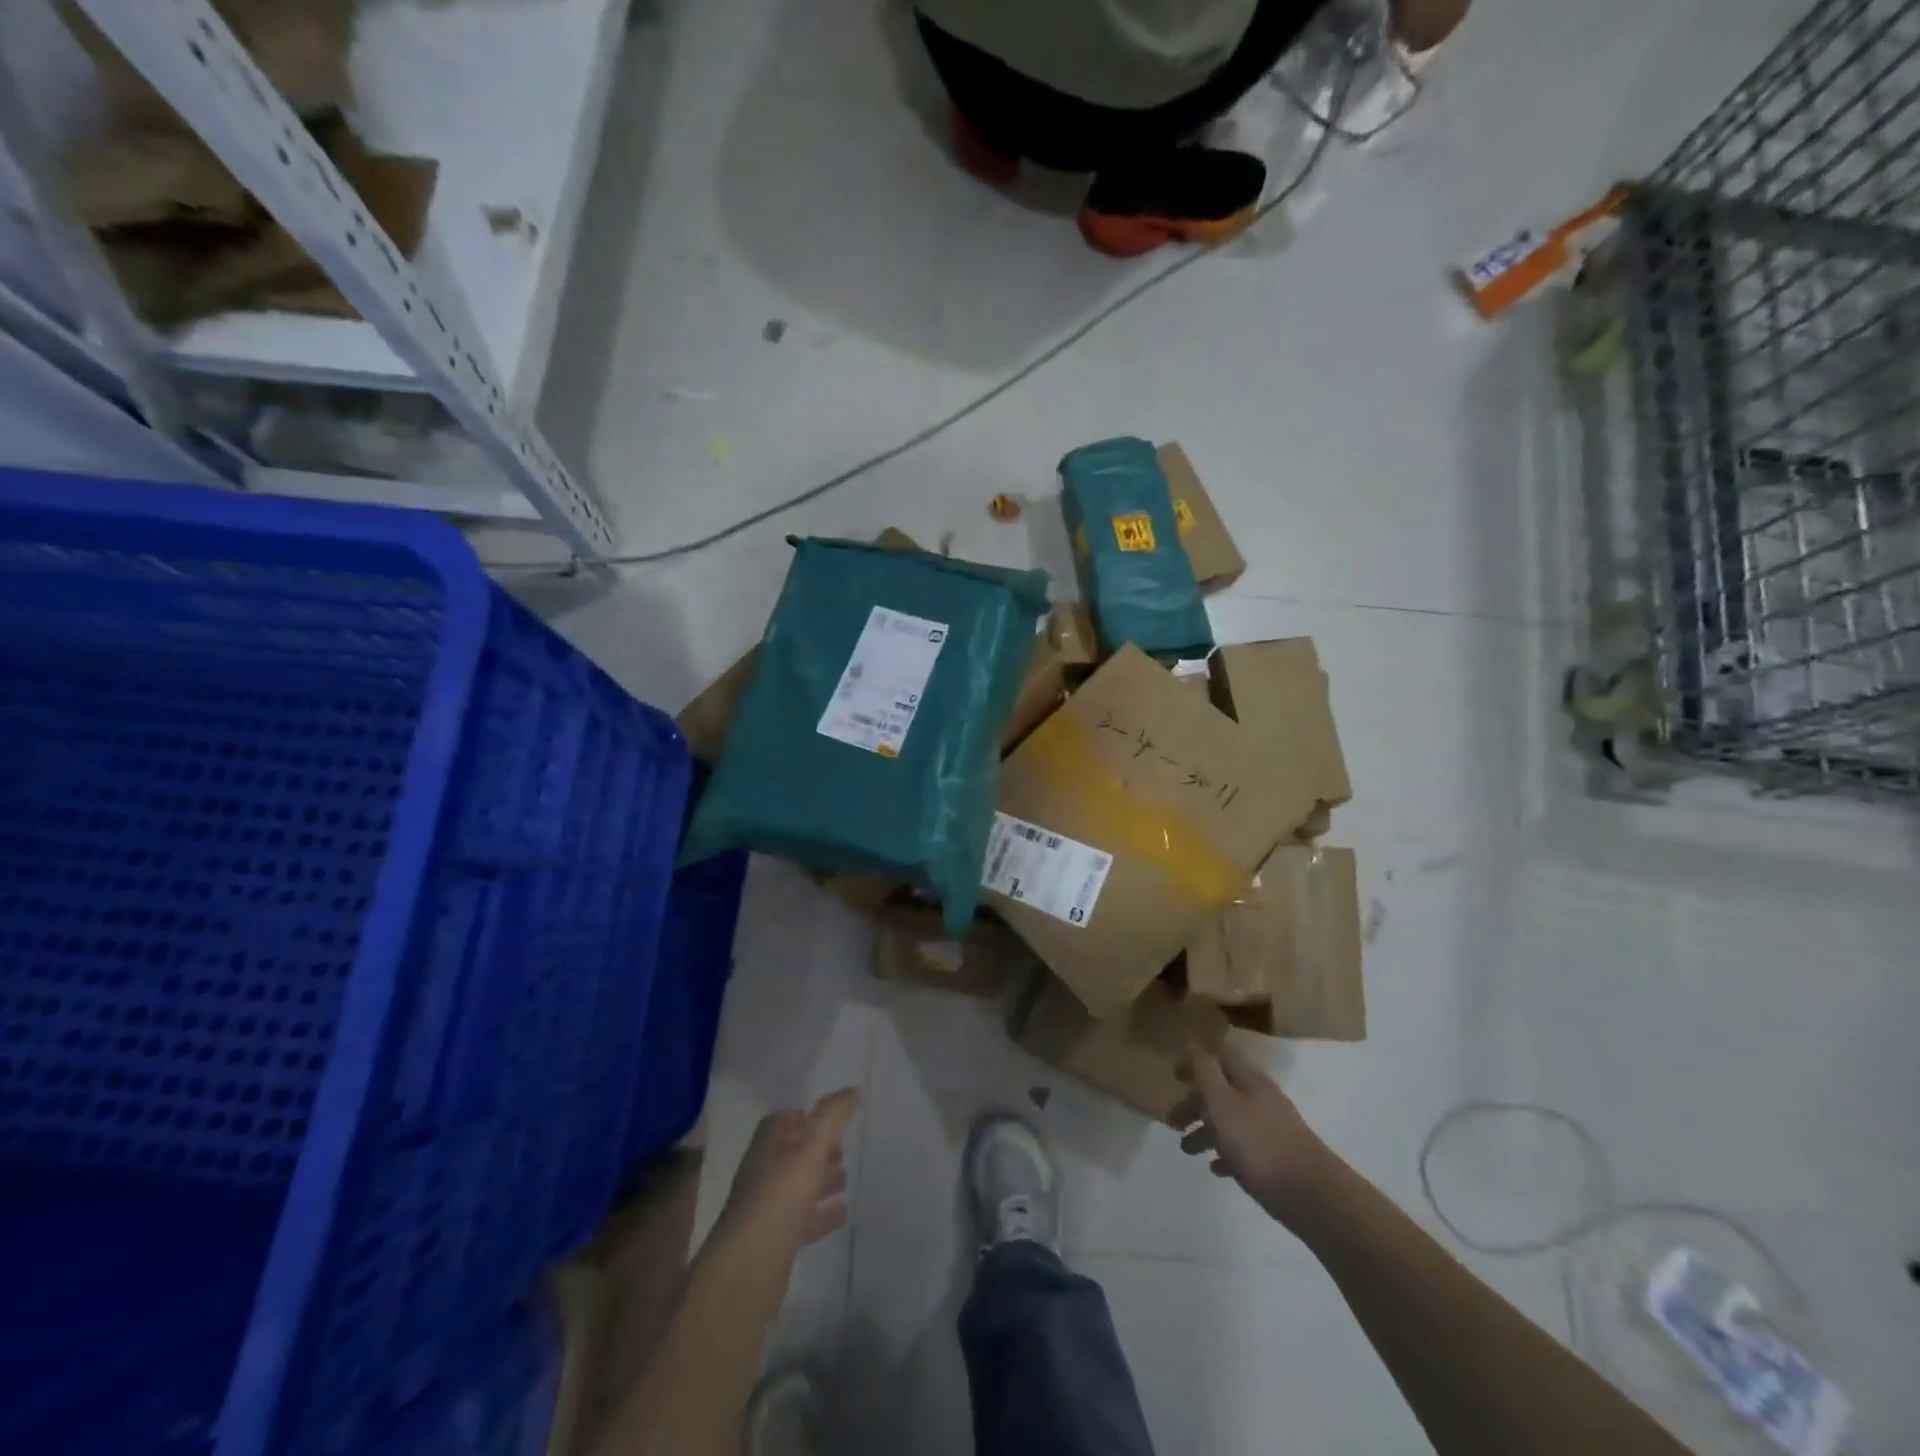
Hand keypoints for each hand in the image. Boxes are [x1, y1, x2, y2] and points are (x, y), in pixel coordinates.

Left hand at [714, 1088, 860, 1263]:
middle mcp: (763, 1173)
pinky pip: (802, 1219)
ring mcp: (767, 1209)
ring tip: (846, 1179)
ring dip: (820, 1181)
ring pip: (797, 1187)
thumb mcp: (811, 1149)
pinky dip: (821, 1214)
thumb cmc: (779, 1198)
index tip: (829, 1118)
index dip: (803, 1117)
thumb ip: (833, 1117)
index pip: (781, 1121)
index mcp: (766, 1147)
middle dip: (816, 1149)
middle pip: (791, 1153)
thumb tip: (853, 1088)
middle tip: (844, 1149)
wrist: (747, 1271)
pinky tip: (841, 1214)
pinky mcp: (775, 1242)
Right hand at [1172, 1049, 1330, 1222]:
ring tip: (1187, 1149)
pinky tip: (1216, 1169)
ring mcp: (1272, 1130)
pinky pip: (1245, 1149)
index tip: (1174, 1076)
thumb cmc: (1258, 1144)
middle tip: (1173, 1121)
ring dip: (1207, 1131)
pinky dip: (1226, 1154)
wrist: (1313, 1196)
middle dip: (1195, 1102)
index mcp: (1249, 1080)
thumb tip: (1192, 1043)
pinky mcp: (1279, 1160)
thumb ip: (1205, 1072)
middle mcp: (1261, 1099)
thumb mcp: (1222, 1102)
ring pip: (1231, 1121)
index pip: (1219, 1058)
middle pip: (1222, 1091)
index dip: (1196, 1062)